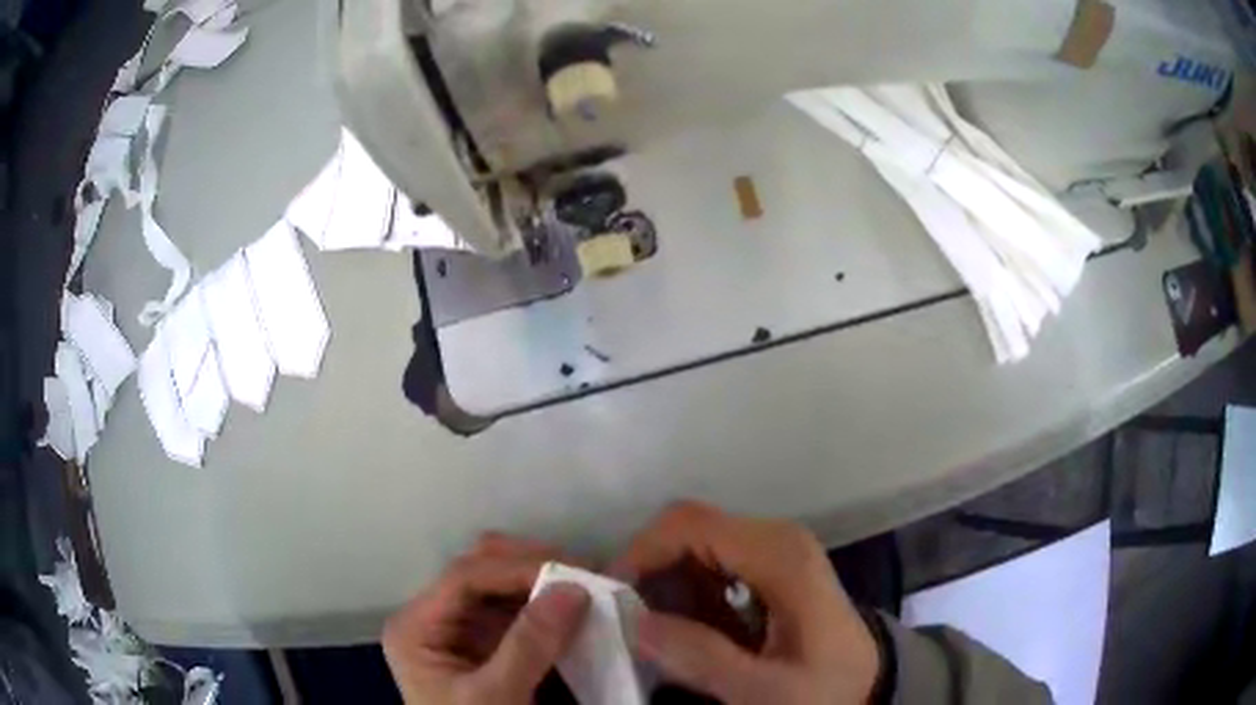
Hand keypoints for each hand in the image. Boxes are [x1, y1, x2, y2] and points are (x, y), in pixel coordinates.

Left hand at [383, 533, 589, 703]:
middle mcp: (435, 619)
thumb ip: (529, 645)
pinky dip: (549, 608)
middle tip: (585, 572)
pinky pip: (519, 614)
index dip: (517, 568)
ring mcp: (463, 632)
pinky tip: (577, 608)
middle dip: (532, 566)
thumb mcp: (496, 697)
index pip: (464, 578)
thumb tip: (573, 588)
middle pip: (480, 572)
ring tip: (590, 583)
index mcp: (417, 628)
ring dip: (545, 583)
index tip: (573, 572)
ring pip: (502, 588)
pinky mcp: (489, 647)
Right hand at [611, 502, 879, 704]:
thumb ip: (701, 658)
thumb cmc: (825, 688)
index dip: (641, 552)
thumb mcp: (765, 690)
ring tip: (656, 633)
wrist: (868, 685)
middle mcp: (775, 538)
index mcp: (778, 555)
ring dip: (666, 585)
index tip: (614, 599)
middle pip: (688, 529)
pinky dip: (687, 592)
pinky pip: (712, 564)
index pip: (689, 524)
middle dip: (649, 571)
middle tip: (628, 622)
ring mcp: (776, 550)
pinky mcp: (772, 567)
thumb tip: (635, 623)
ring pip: (696, 546)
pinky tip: (688, 631)